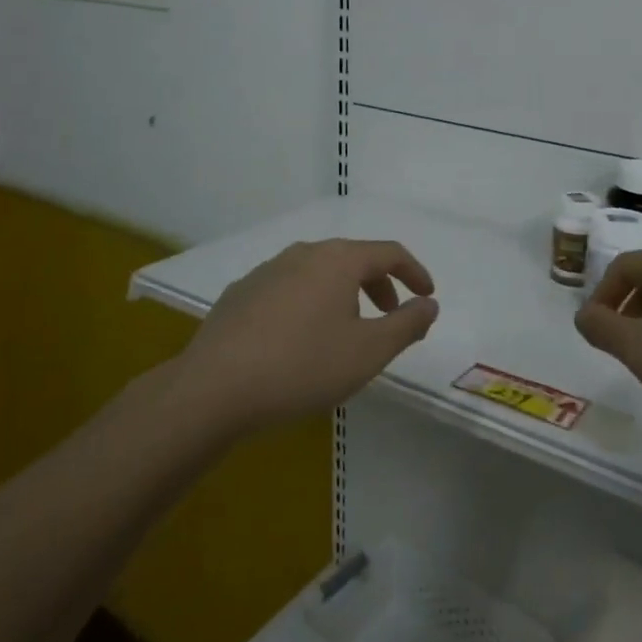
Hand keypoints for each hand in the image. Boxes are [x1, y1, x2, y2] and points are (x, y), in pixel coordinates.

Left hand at [172, 239, 438, 434]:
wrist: (213, 389)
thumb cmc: (302, 367)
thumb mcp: (368, 352)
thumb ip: (407, 325)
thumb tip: (429, 304)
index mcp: (338, 260)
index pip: (389, 252)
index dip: (414, 272)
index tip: (428, 295)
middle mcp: (303, 253)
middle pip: (353, 259)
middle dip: (379, 285)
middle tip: (390, 317)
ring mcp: (267, 270)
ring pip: (319, 273)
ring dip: (343, 294)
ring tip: (346, 332)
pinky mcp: (241, 293)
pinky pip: (289, 288)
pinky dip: (309, 303)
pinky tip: (300, 340)